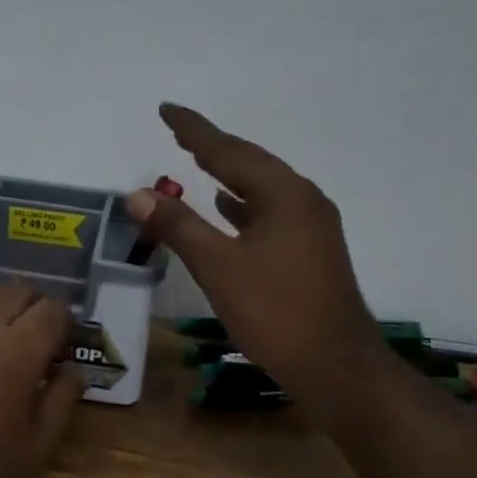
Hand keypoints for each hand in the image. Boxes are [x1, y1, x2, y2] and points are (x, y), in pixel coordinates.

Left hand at [0, 284, 84, 477]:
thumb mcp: (35, 450)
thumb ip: (61, 401)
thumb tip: (74, 370)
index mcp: (16, 350)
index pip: (52, 311)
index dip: (66, 325)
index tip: (66, 348)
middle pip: (17, 293)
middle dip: (36, 310)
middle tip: (39, 344)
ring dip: (1, 309)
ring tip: (5, 343)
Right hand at [126, 104, 389, 404]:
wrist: (338, 368)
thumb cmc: (276, 313)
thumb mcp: (219, 267)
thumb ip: (178, 226)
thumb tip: (137, 193)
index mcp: (284, 195)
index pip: (229, 150)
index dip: (194, 129)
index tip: (166, 109)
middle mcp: (303, 200)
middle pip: (249, 162)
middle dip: (212, 145)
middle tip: (178, 130)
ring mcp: (312, 225)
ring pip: (261, 188)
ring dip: (228, 173)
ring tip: (196, 159)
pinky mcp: (311, 249)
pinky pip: (270, 211)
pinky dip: (243, 204)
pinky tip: (226, 208)